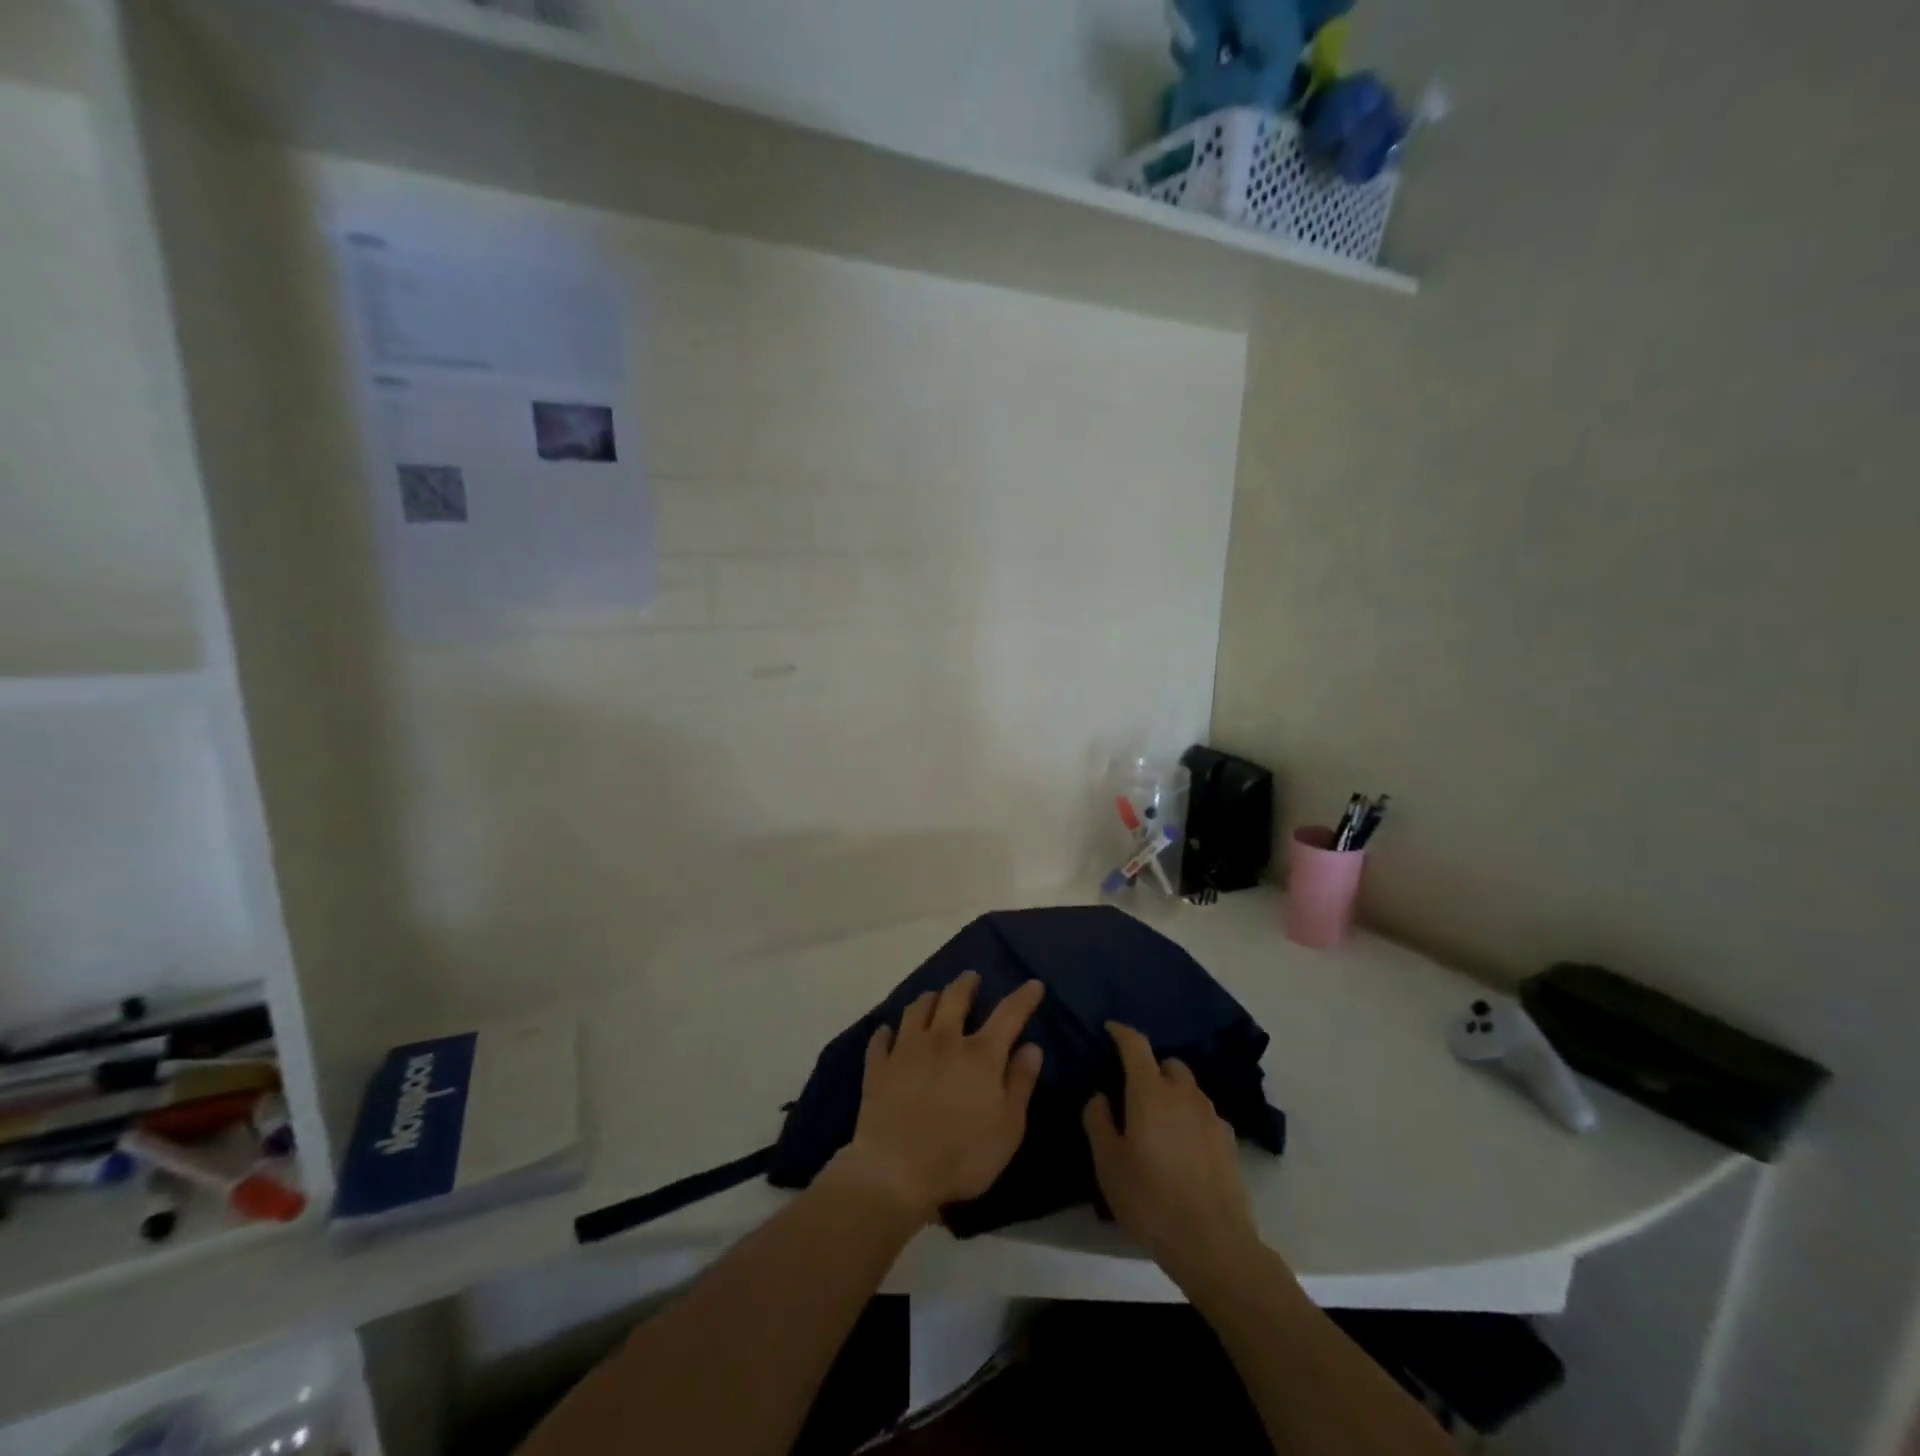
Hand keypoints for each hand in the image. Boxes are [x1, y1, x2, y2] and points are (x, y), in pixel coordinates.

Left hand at [834, 972, 1044, 1224]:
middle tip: (971, 977)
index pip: (1008, 1014)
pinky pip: (881, 1039)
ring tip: (933, 997)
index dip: (1023, 997)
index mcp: (980, 1055)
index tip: (1033, 984)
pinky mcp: (879, 1066)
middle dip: (966, 984)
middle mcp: (943, 1040)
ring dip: (929, 999)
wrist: (896, 1171)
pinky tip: (888, 1032)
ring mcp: (907, 1049)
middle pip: (955, 998)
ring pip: (917, 1009)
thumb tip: (1032, 1047)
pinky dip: (887, 1032)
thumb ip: (1020, 1083)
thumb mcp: (1008, 1128)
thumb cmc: (962, 1156)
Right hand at [1084, 1021, 1267, 1293]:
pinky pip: (1203, 1114)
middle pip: (1168, 1064)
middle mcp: (1184, 1094)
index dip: (1120, 1032)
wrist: (1213, 1244)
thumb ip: (1098, 1121)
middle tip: (1132, 1090)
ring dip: (1171, 1092)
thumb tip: (1100, 1095)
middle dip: (1150, 1067)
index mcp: (1150, 1091)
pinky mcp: (1228, 1141)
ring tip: (1157, 1121)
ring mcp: (1211, 1116)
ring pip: (1188, 1088)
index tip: (1109, 1030)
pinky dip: (1189, 1117)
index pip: (1135, 1045)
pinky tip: (1181, 1147)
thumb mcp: (1108, 1163)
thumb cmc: (1150, 1199)